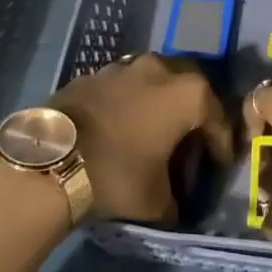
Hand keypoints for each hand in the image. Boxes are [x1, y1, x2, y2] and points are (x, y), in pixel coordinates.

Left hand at [53, 54, 231, 224]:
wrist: (51, 160)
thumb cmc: (118, 174)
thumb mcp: (158, 202)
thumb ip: (176, 200)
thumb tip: (175, 205)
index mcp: (188, 94)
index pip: (217, 119)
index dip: (221, 145)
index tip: (218, 165)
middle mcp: (160, 70)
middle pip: (189, 89)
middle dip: (193, 113)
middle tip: (188, 142)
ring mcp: (123, 67)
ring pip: (154, 82)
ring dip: (159, 104)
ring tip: (151, 133)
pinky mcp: (92, 74)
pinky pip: (123, 87)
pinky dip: (128, 104)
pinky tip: (119, 128)